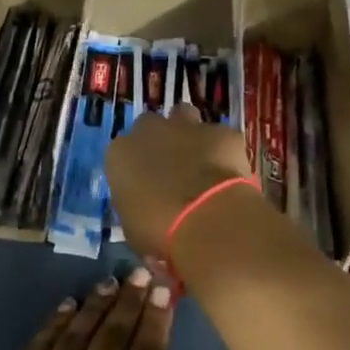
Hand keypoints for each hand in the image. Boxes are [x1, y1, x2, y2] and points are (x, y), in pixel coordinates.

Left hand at [0, 269, 209, 349]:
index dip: (158, 321)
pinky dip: (56, 321)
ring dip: (97, 304)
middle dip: (132, 301)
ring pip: (77, 332)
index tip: (167, 289)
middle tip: (144, 271)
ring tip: (112, 282)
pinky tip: (68, 305)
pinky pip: (39, 343)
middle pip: (113, 335)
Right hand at [105, 104, 254, 259]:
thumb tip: (146, 207)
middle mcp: (149, 130)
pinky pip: (220, 137)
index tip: (145, 186)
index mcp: (120, 153)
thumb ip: (136, 205)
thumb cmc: (160, 232)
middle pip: (150, 127)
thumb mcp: (133, 228)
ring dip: (188, 134)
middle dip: (160, 143)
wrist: (208, 221)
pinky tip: (229, 175)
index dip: (136, 168)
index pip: (122, 153)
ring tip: (200, 163)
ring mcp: (187, 125)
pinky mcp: (221, 132)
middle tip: (172, 171)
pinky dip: (223, 151)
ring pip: (184, 117)